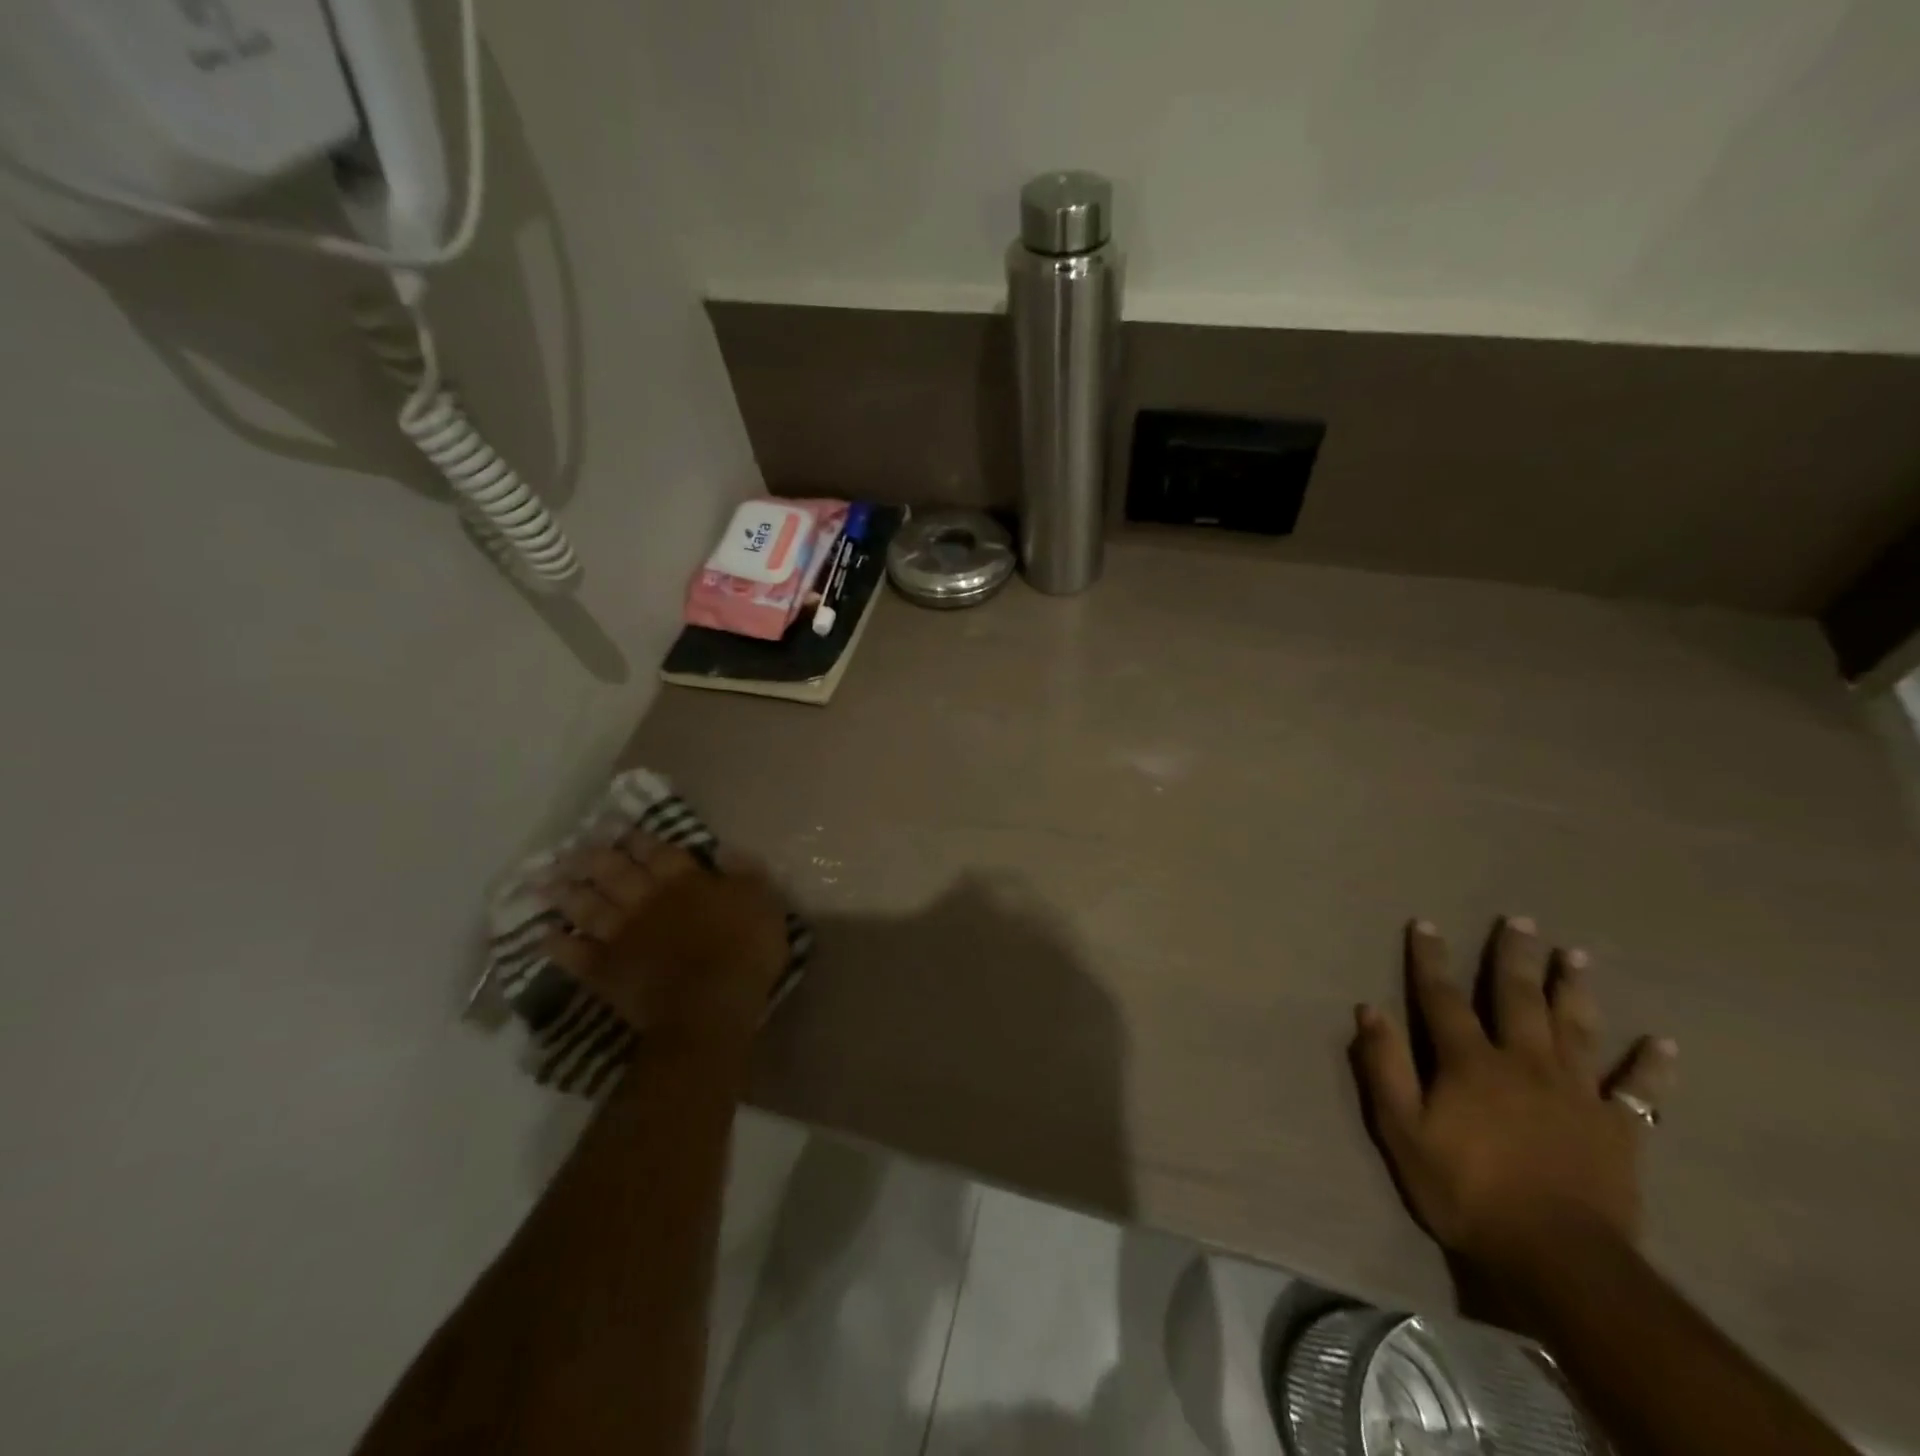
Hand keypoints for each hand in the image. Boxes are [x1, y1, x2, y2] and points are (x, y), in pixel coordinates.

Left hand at [541, 836, 790, 1041]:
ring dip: (569, 894)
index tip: (621, 828)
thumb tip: (725, 849)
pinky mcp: (607, 972)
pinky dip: (558, 946)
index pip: (660, 852)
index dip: (640, 839)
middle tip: (575, 847)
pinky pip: (576, 955)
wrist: (709, 1005)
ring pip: (590, 908)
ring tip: (550, 881)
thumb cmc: (745, 951)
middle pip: (616, 873)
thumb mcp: (763, 902)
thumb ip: (744, 874)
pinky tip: (544, 936)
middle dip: (595, 858)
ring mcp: (623, 936)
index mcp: (686, 882)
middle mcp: (648, 901)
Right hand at [1352, 917, 1677, 1272]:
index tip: (1426, 924)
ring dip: (1574, 990)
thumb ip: (1384, 1068)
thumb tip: (1369, 1009)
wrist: (1557, 1257)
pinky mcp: (1618, 1130)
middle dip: (1514, 957)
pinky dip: (1651, 1067)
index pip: (1443, 998)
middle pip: (1517, 999)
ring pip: (1576, 1029)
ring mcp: (1576, 1093)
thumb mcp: (1402, 1131)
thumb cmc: (1466, 1191)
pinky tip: (1664, 1044)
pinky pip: (1639, 1092)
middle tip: (1521, 920)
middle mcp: (1523, 1063)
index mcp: (1470, 1062)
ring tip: (1575, 955)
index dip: (1431, 959)